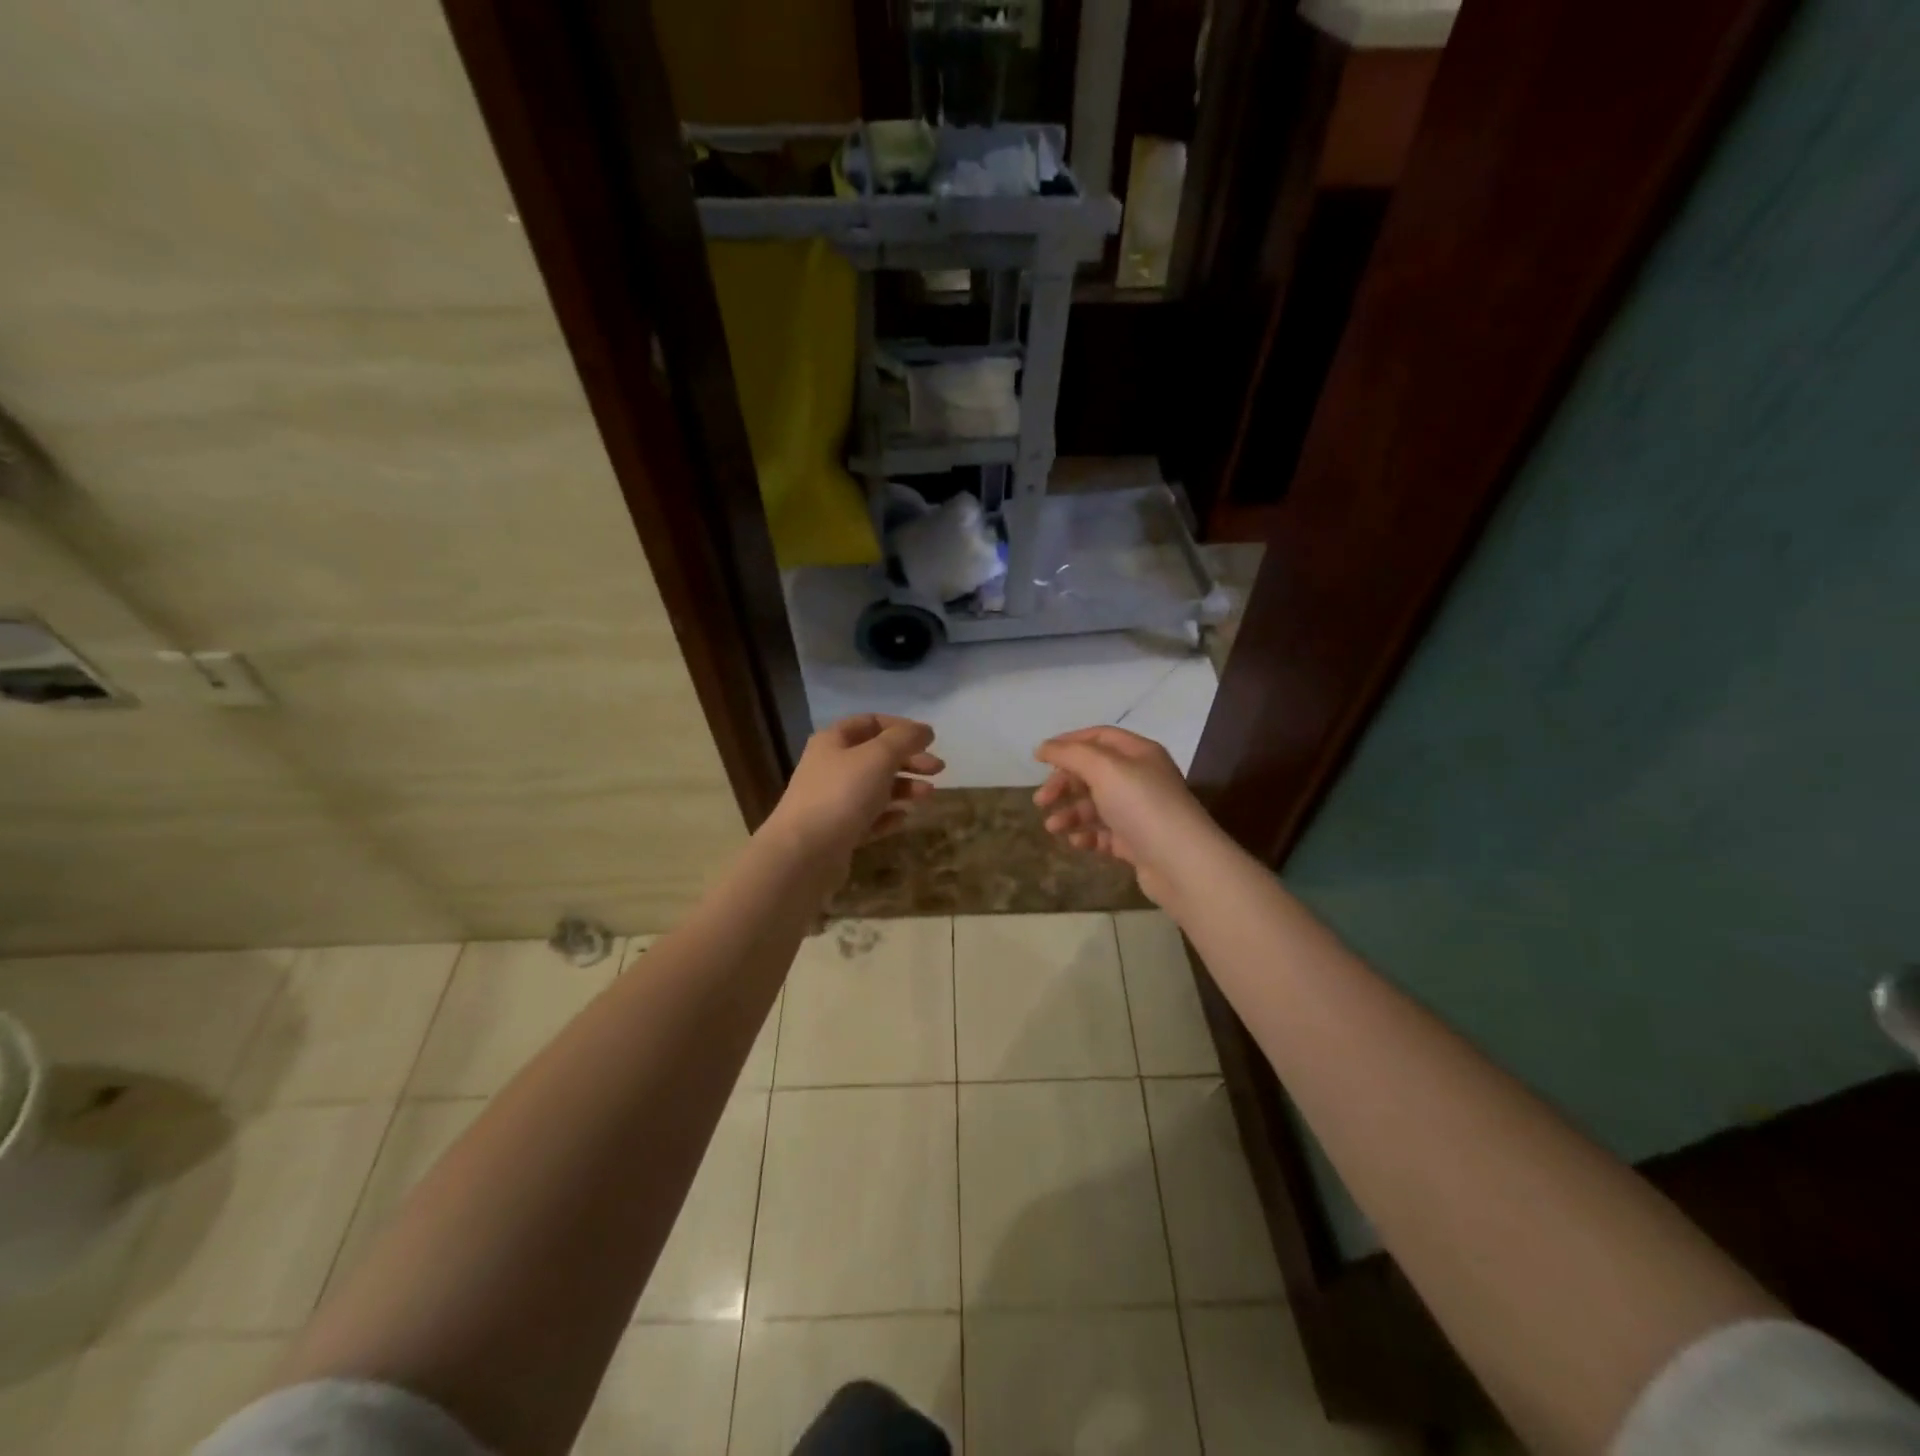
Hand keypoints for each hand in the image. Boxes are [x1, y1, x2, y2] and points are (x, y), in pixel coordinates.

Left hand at [768, 715, 943, 869]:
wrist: (805, 853)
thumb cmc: (842, 794)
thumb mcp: (878, 757)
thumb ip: (904, 739)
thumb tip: (924, 730)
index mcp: (833, 741)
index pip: (870, 722)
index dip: (901, 727)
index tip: (928, 739)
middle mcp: (830, 766)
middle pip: (876, 756)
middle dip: (909, 759)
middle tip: (938, 768)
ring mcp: (832, 801)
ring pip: (874, 787)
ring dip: (904, 787)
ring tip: (928, 795)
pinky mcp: (837, 831)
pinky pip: (868, 817)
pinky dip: (888, 815)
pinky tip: (904, 818)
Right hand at [1033, 726, 1219, 905]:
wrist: (1181, 863)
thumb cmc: (1142, 806)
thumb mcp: (1104, 769)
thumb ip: (1071, 754)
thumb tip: (1044, 747)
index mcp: (1138, 753)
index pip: (1099, 737)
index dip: (1068, 744)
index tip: (1040, 759)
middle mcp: (1140, 778)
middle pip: (1093, 773)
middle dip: (1064, 784)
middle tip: (1041, 800)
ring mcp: (1139, 812)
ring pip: (1095, 806)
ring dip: (1070, 813)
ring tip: (1053, 827)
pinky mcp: (1137, 842)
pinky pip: (1104, 833)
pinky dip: (1087, 835)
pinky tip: (1077, 843)